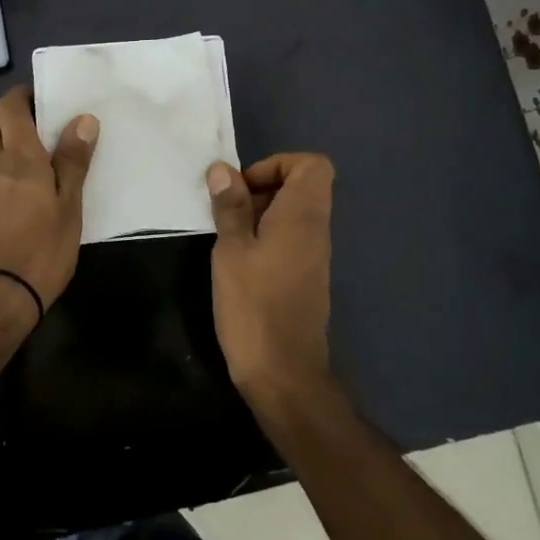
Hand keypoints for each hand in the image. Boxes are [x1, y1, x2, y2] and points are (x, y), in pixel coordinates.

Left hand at [0, 86, 98, 320]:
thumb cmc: (40, 251)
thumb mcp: (69, 208)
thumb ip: (73, 162)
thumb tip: (82, 119)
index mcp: (18, 157)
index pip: (9, 108)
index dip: (20, 97)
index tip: (40, 100)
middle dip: (8, 118)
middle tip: (35, 130)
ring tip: (22, 162)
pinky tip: (5, 195)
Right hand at [206, 153, 335, 406]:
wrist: (285, 374)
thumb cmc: (254, 306)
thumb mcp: (231, 251)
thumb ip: (230, 207)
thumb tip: (223, 170)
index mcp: (302, 216)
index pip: (312, 165)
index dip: (277, 164)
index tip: (246, 186)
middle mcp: (316, 230)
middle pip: (301, 186)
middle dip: (262, 188)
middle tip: (229, 212)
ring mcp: (314, 256)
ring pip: (293, 214)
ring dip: (260, 215)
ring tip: (228, 238)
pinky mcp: (306, 278)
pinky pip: (291, 239)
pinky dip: (266, 238)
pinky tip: (239, 262)